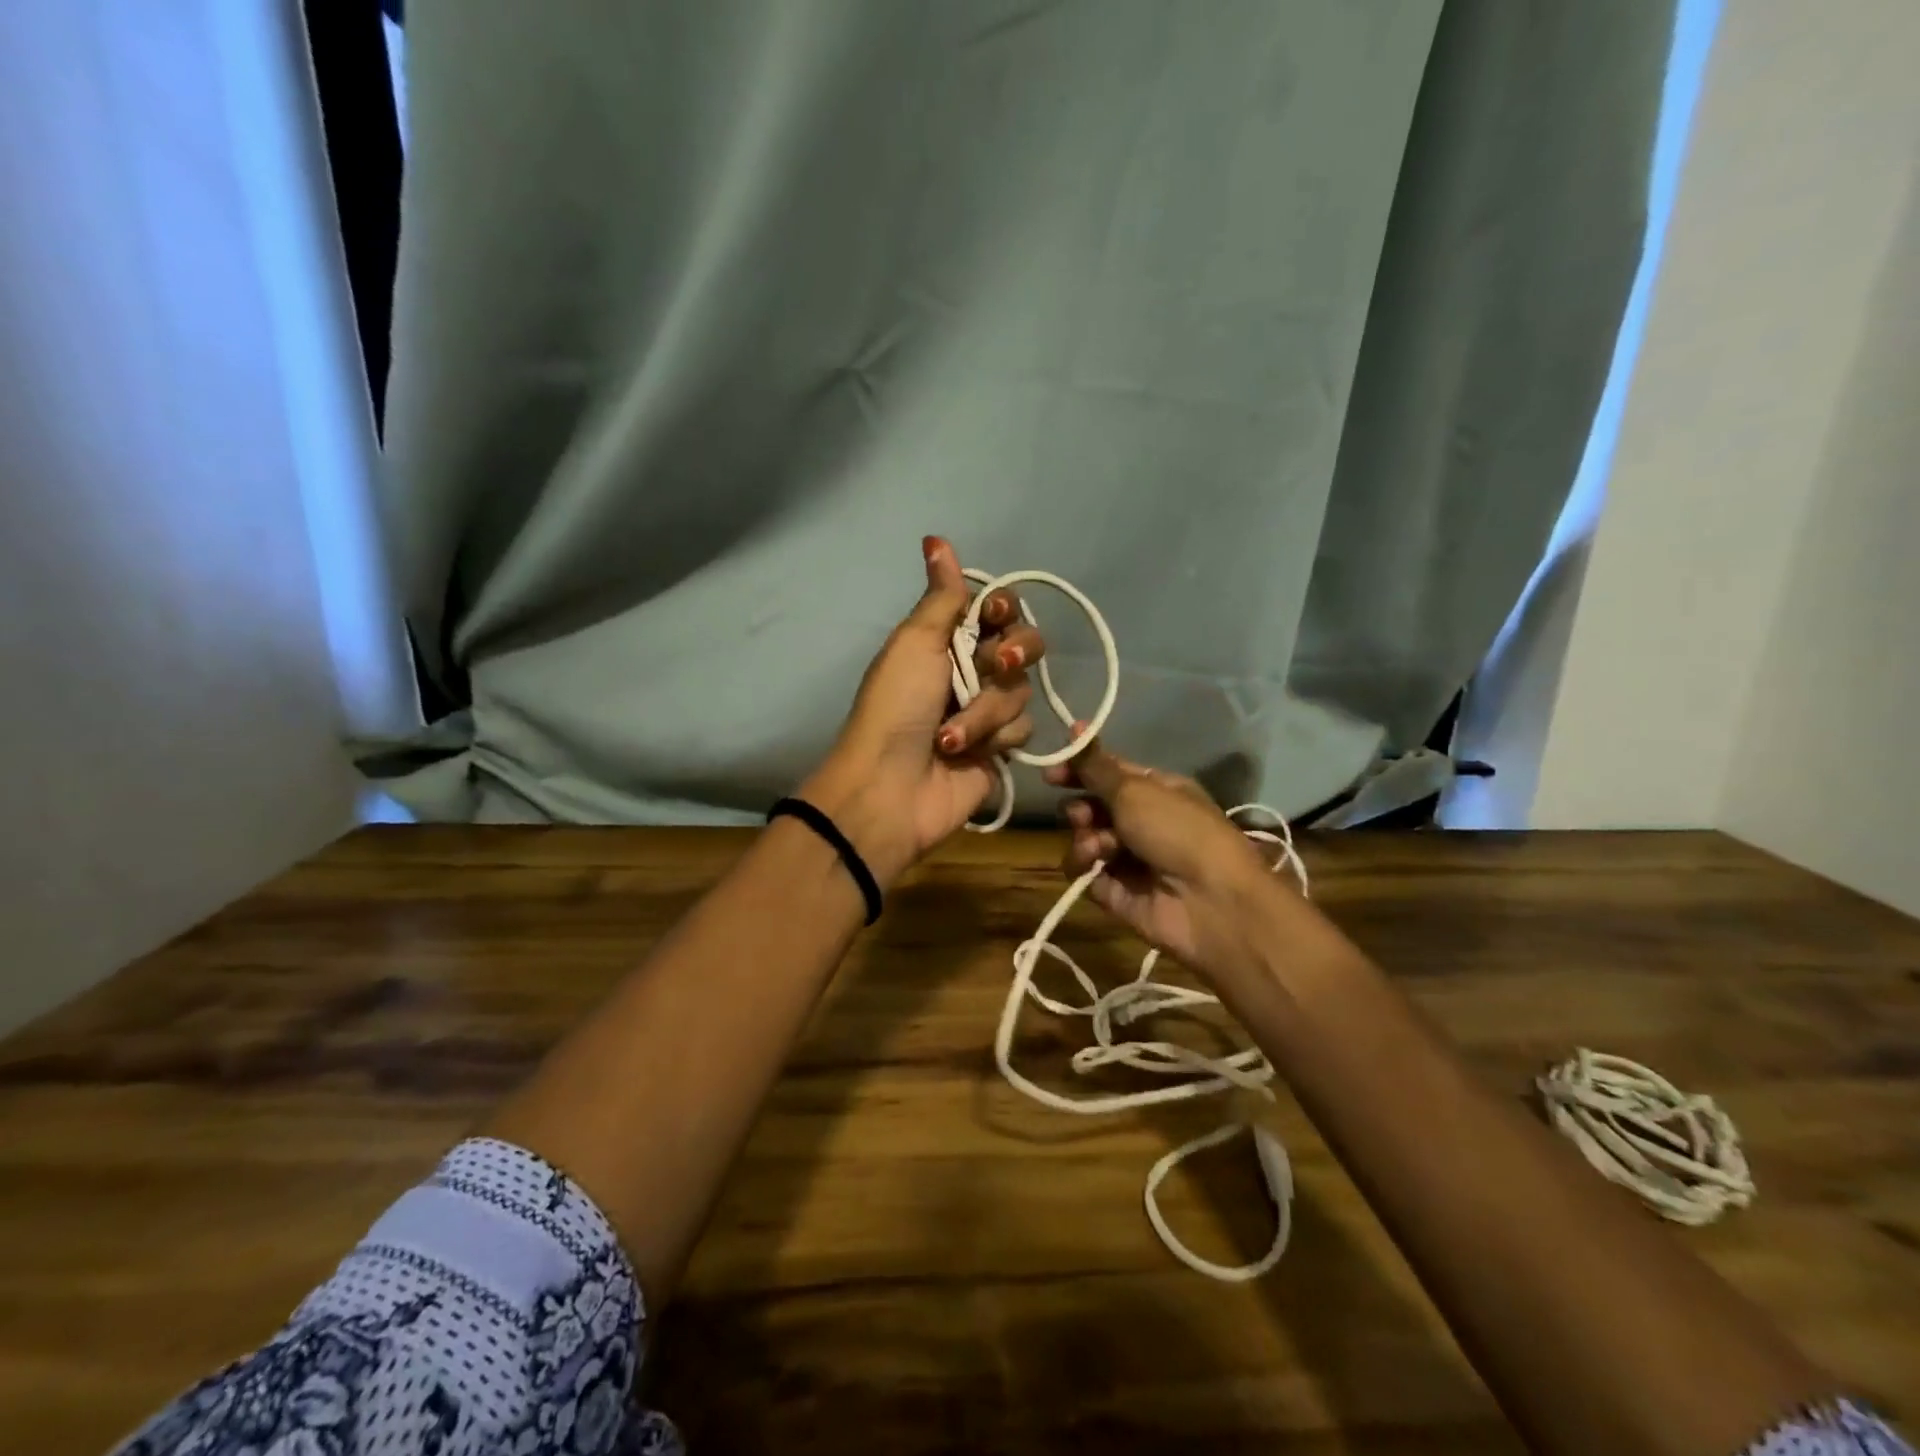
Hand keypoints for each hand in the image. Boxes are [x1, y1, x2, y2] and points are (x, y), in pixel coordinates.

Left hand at [801, 536, 1044, 885]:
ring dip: (986, 711)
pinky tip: (968, 754)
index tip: (993, 614)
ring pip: (1021, 691)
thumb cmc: (897, 707)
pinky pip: (1023, 729)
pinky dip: (995, 739)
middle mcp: (972, 670)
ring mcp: (987, 711)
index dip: (1003, 609)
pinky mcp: (1001, 748)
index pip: (997, 609)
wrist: (891, 787)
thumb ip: (942, 596)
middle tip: (994, 667)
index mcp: (946, 639)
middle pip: (1023, 644)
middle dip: (1012, 655)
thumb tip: (936, 539)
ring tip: (950, 735)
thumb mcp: (915, 643)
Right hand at [1042, 733, 1286, 983]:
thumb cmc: (1178, 831)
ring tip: (1095, 846)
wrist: (1210, 902)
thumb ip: (1096, 766)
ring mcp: (1131, 860)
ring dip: (1084, 838)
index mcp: (1157, 790)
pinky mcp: (1118, 893)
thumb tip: (1075, 727)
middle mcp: (1144, 822)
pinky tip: (1093, 866)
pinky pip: (1087, 873)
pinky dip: (1084, 867)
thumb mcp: (1135, 789)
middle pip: (1094, 807)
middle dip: (1080, 808)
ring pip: (1086, 840)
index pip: (1109, 773)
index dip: (1080, 769)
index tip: (1051, 773)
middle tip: (1081, 815)